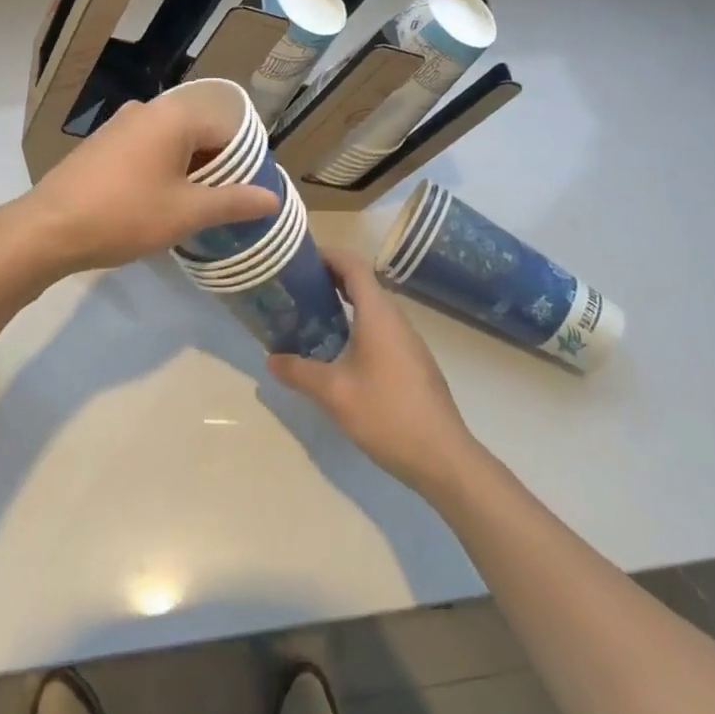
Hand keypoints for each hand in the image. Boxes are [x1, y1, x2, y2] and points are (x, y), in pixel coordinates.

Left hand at [6, 97, 279, 277]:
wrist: (48, 229)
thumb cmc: (125, 215)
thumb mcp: (186, 213)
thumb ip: (233, 202)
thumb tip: (273, 198)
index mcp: (174, 116)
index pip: (227, 132)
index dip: (244, 165)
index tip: (248, 198)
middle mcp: (147, 110)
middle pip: (198, 136)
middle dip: (215, 171)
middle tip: (224, 209)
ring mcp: (119, 125)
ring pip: (171, 145)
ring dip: (187, 174)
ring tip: (194, 212)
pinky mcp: (101, 144)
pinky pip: (145, 152)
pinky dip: (161, 173)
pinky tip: (158, 205)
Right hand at [268, 250, 480, 495]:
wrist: (443, 458)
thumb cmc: (386, 414)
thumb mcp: (333, 393)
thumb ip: (299, 372)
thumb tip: (271, 359)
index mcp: (378, 315)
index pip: (354, 266)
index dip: (328, 255)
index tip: (299, 258)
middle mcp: (396, 320)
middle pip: (363, 283)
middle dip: (329, 279)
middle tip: (295, 288)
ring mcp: (408, 342)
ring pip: (372, 308)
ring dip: (343, 304)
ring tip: (309, 317)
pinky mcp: (413, 363)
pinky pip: (380, 329)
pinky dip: (356, 325)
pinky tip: (337, 352)